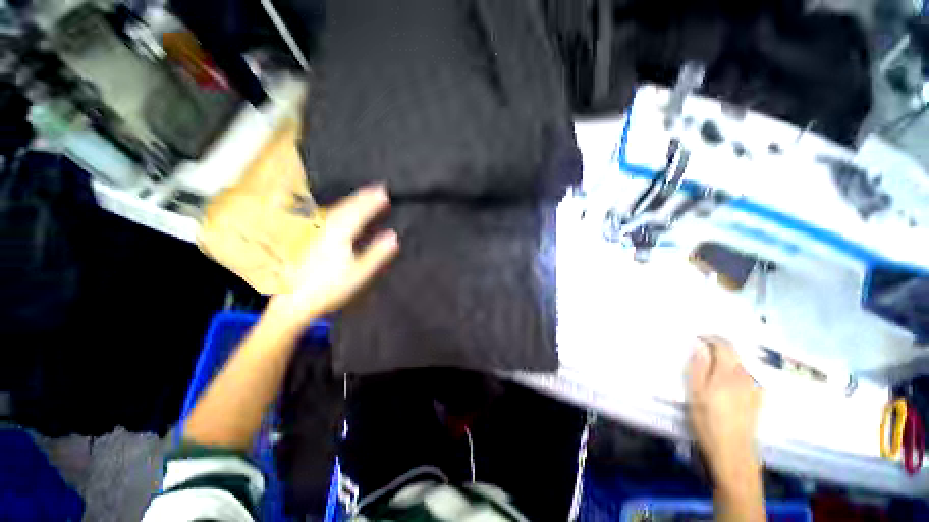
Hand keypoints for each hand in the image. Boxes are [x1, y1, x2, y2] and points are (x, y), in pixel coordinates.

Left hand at [267, 184, 398, 329]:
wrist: (294, 300)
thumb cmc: (330, 288)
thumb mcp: (358, 273)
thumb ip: (376, 254)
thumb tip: (393, 236)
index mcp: (340, 235)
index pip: (359, 212)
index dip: (372, 201)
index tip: (384, 191)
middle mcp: (327, 229)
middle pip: (347, 207)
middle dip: (363, 196)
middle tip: (377, 187)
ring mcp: (317, 233)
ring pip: (336, 210)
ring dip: (352, 200)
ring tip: (364, 194)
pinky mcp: (311, 239)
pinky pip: (330, 217)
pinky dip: (341, 209)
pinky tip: (343, 211)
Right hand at [687, 336, 761, 487]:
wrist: (733, 452)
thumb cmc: (708, 421)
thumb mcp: (695, 393)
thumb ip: (698, 367)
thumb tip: (699, 346)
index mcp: (729, 373)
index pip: (724, 345)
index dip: (710, 337)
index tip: (697, 337)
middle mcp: (746, 376)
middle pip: (735, 353)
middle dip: (718, 347)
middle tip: (701, 350)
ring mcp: (755, 388)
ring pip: (741, 363)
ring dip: (726, 359)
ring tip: (711, 365)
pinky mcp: (758, 398)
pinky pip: (747, 375)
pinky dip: (735, 370)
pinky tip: (726, 381)